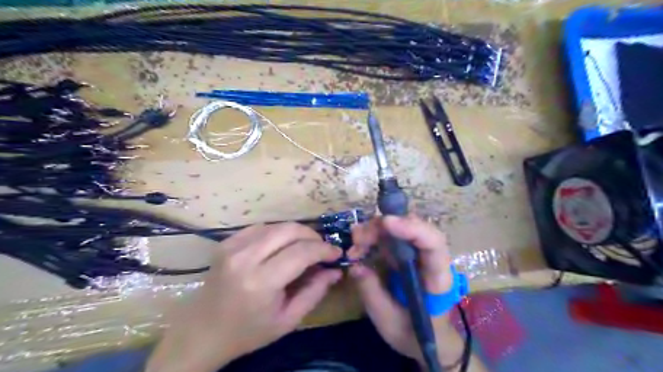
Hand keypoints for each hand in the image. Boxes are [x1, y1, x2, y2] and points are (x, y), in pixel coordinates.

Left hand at [145, 223, 340, 371]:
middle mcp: (245, 257)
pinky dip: (277, 233)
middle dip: (312, 236)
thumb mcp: (288, 320)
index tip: (337, 253)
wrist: (202, 332)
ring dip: (296, 233)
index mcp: (261, 282)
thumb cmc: (248, 332)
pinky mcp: (226, 242)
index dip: (324, 249)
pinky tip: (282, 246)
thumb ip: (315, 292)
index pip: (302, 252)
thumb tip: (335, 270)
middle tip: (322, 248)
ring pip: (276, 225)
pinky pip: (260, 227)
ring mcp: (232, 246)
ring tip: (305, 247)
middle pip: (289, 230)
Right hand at [349, 215, 453, 366]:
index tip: (386, 222)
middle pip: (414, 228)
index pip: (434, 244)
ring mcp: (418, 253)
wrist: (428, 338)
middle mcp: (431, 259)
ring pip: (401, 228)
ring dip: (375, 230)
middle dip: (384, 227)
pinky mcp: (406, 254)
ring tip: (355, 243)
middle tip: (357, 238)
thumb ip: (372, 294)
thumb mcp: (389, 322)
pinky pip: (392, 236)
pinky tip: (359, 246)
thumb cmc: (414, 333)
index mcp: (437, 279)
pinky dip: (373, 236)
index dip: (412, 228)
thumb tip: (355, 266)